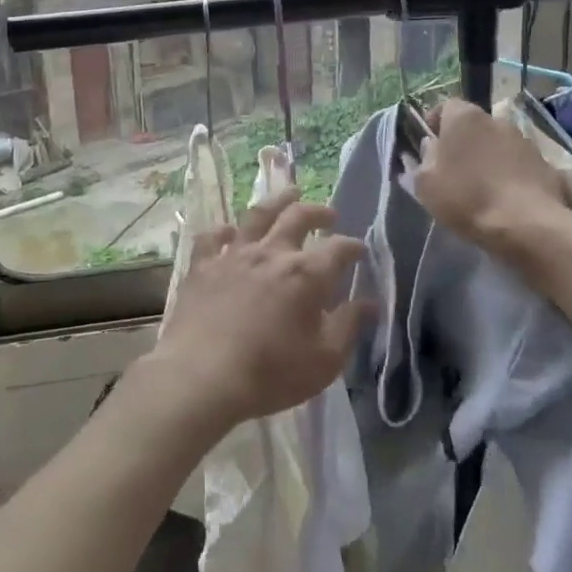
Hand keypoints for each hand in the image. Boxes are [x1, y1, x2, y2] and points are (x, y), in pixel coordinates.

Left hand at [141, 187, 371, 434]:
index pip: (339, 249)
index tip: (360, 250)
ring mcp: (234, 255)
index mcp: (306, 274)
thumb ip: (349, 326)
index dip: (353, 247)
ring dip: (277, 201)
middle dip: (319, 211)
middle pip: (299, 217)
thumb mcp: (325, 360)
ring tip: (289, 194)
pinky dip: (224, 230)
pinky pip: (213, 237)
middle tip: (329, 214)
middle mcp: (272, 253)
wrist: (202, 377)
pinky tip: (230, 231)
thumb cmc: (271, 374)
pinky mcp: (203, 266)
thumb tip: (369, 303)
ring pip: (258, 215)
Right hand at [415, 99, 567, 250]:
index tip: (430, 144)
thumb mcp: (425, 184)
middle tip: (453, 168)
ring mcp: (524, 140)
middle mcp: (495, 120)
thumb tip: (430, 146)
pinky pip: (518, 162)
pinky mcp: (544, 162)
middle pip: (473, 125)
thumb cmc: (467, 198)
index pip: (446, 106)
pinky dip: (510, 172)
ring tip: (481, 185)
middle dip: (463, 141)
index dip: (435, 123)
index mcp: (464, 118)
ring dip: (488, 156)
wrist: (526, 224)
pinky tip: (505, 197)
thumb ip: (422, 159)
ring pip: (497, 142)